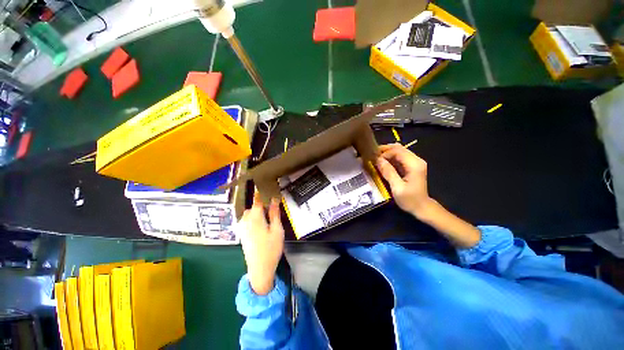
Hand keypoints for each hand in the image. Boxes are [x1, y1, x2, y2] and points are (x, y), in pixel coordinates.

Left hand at [239, 191, 284, 294]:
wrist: (259, 269)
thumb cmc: (271, 248)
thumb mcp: (277, 230)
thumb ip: (274, 213)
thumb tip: (274, 199)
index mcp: (255, 217)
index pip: (257, 200)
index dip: (261, 192)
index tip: (266, 186)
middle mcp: (246, 220)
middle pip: (253, 207)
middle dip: (261, 204)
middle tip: (273, 206)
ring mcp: (243, 228)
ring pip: (249, 213)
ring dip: (257, 211)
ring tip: (268, 215)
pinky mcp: (243, 234)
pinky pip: (247, 220)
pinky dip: (254, 217)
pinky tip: (262, 224)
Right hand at [376, 143, 432, 218]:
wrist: (421, 207)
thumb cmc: (409, 200)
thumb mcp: (397, 188)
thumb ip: (388, 172)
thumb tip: (378, 160)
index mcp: (414, 164)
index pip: (398, 151)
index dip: (384, 153)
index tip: (374, 160)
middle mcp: (416, 160)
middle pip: (399, 148)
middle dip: (385, 150)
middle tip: (372, 155)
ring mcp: (414, 162)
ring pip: (399, 151)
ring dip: (387, 154)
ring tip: (375, 158)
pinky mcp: (411, 166)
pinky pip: (399, 157)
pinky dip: (390, 158)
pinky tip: (382, 163)